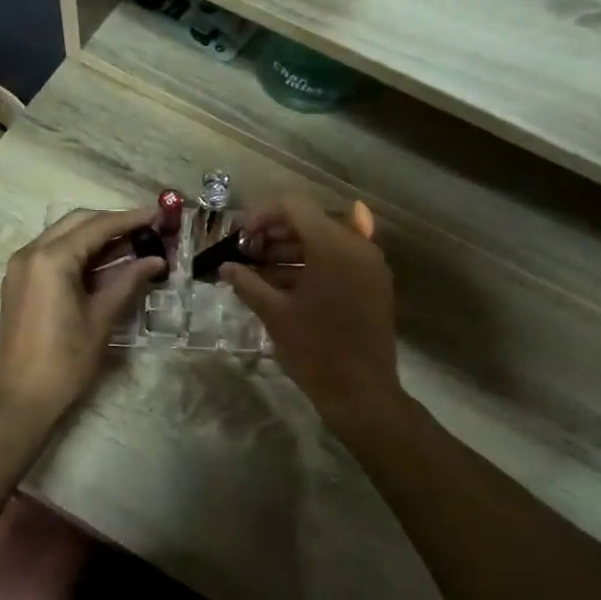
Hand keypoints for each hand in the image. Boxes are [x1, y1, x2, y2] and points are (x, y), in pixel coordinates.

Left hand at [0, 207, 165, 422]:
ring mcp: (20, 266)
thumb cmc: (66, 360)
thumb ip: (128, 281)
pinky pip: (52, 253)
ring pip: (63, 235)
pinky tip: (105, 262)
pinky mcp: (19, 281)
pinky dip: (79, 251)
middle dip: (113, 222)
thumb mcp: (102, 318)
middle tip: (147, 229)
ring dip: (96, 236)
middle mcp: (30, 252)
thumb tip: (157, 259)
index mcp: (51, 259)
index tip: (159, 214)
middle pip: (78, 222)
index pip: (97, 226)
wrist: (23, 398)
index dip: (131, 219)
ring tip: (133, 243)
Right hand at [219, 195, 403, 426]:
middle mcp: (357, 246)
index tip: (240, 238)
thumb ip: (247, 283)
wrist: (362, 392)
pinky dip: (313, 265)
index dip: (262, 216)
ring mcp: (370, 265)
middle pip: (310, 221)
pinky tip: (287, 284)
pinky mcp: (374, 285)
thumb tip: (226, 267)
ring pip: (325, 241)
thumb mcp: (274, 313)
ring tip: (260, 272)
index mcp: (333, 245)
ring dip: (292, 250)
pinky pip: (340, 261)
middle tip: (246, 255)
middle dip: (274, 234)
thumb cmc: (314, 349)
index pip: (293, 207)